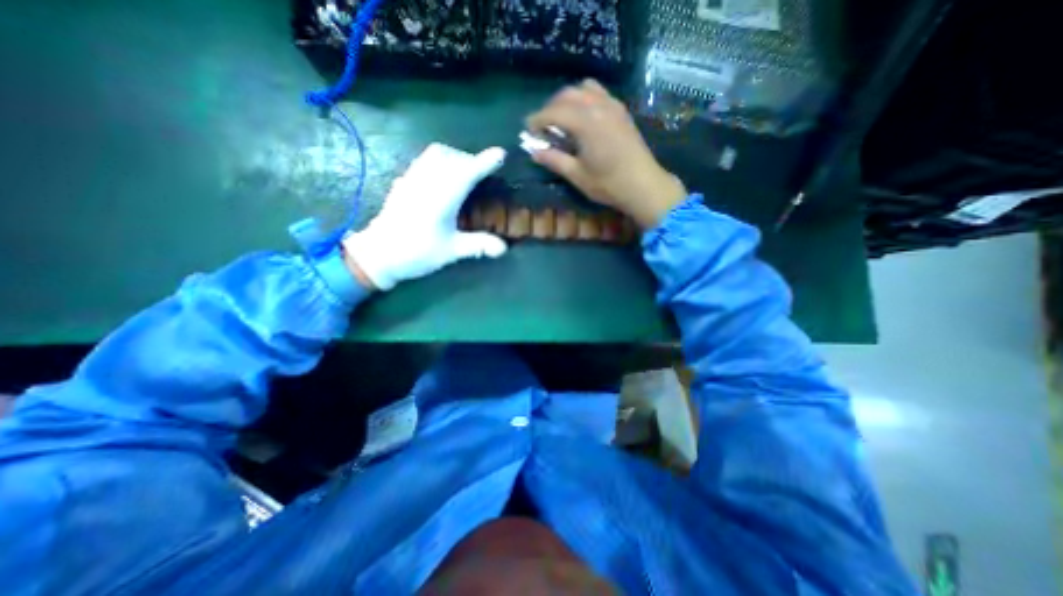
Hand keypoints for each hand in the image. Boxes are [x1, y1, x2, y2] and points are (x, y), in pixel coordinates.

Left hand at [340, 141, 505, 287]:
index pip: (466, 173)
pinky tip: (442, 179)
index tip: (500, 154)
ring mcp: (411, 180)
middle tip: (481, 173)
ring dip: (453, 157)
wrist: (378, 255)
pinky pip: (423, 161)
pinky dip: (439, 162)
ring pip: (434, 155)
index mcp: (441, 198)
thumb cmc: (416, 253)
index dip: (484, 162)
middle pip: (450, 157)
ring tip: (463, 172)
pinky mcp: (403, 183)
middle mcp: (426, 183)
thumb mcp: (451, 251)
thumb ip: (478, 246)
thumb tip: (503, 248)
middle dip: (469, 160)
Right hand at [524, 76, 688, 224]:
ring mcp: (613, 106)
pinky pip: (599, 93)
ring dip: (568, 99)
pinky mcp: (622, 111)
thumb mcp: (577, 176)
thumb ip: (555, 160)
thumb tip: (535, 152)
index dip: (538, 119)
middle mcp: (598, 106)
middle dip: (551, 107)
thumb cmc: (608, 184)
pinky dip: (585, 98)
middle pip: (567, 94)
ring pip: (584, 89)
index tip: (527, 129)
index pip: (554, 112)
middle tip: (543, 126)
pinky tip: (583, 117)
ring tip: (562, 118)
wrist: (644, 185)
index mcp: (586, 122)